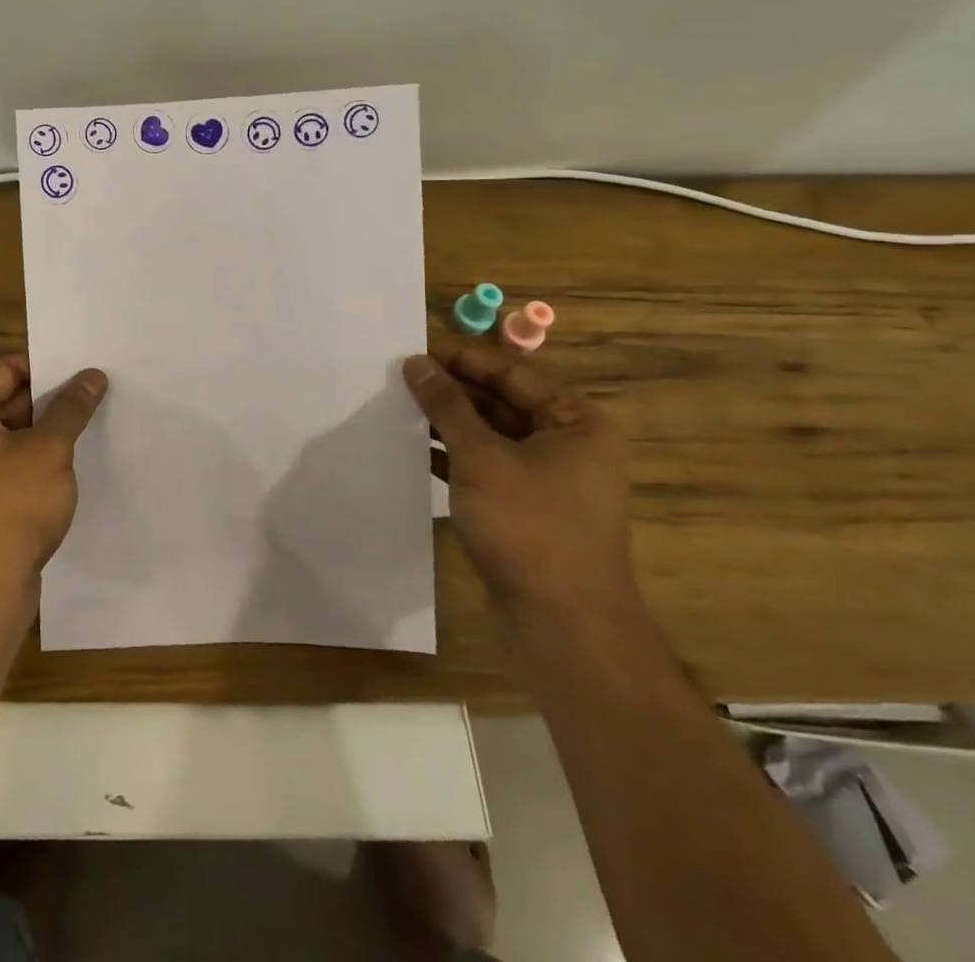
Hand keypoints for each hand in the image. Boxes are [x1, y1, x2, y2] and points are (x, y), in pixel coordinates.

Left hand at [0, 355, 108, 596]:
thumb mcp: (49, 449)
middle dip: (51, 399)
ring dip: (48, 430)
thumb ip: (71, 408)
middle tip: (96, 390)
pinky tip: (75, 460)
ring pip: (13, 435)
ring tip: (93, 420)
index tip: (83, 369)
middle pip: (7, 401)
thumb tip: (93, 375)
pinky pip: (12, 465)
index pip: (4, 370)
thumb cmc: (11, 506)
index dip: (44, 366)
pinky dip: (39, 459)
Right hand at [403, 340, 634, 624]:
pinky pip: (486, 464)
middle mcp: (568, 443)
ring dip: (448, 421)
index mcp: (575, 421)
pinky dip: (453, 454)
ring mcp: (548, 476)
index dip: (462, 358)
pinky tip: (413, 446)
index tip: (413, 350)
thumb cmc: (529, 527)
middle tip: (399, 376)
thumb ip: (447, 406)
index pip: (512, 372)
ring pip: (491, 433)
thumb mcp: (481, 458)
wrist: (562, 625)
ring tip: (398, 405)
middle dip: (451, 389)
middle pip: (502, 400)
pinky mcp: (526, 505)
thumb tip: (416, 363)